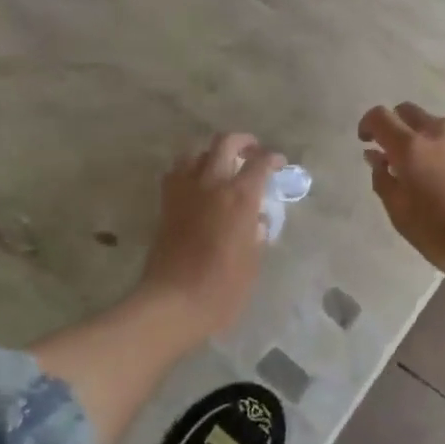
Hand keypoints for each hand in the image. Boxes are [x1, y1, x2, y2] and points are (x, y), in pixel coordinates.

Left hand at [138, 132, 283, 335]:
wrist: (172, 302)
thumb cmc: (221, 288)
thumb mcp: (252, 262)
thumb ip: (256, 234)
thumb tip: (256, 220)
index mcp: (239, 197)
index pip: (259, 163)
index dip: (272, 158)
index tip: (278, 163)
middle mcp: (211, 184)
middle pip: (225, 143)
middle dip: (243, 142)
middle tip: (252, 152)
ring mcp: (184, 191)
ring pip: (196, 152)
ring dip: (211, 153)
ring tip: (221, 166)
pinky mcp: (166, 203)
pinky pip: (176, 172)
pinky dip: (188, 169)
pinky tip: (196, 184)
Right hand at [359, 103, 444, 285]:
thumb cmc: (441, 235)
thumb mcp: (400, 213)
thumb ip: (383, 179)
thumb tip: (376, 156)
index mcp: (410, 147)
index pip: (380, 117)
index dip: (368, 125)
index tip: (367, 142)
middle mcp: (440, 132)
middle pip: (410, 112)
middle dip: (398, 126)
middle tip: (398, 155)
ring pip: (441, 126)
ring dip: (429, 140)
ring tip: (435, 171)